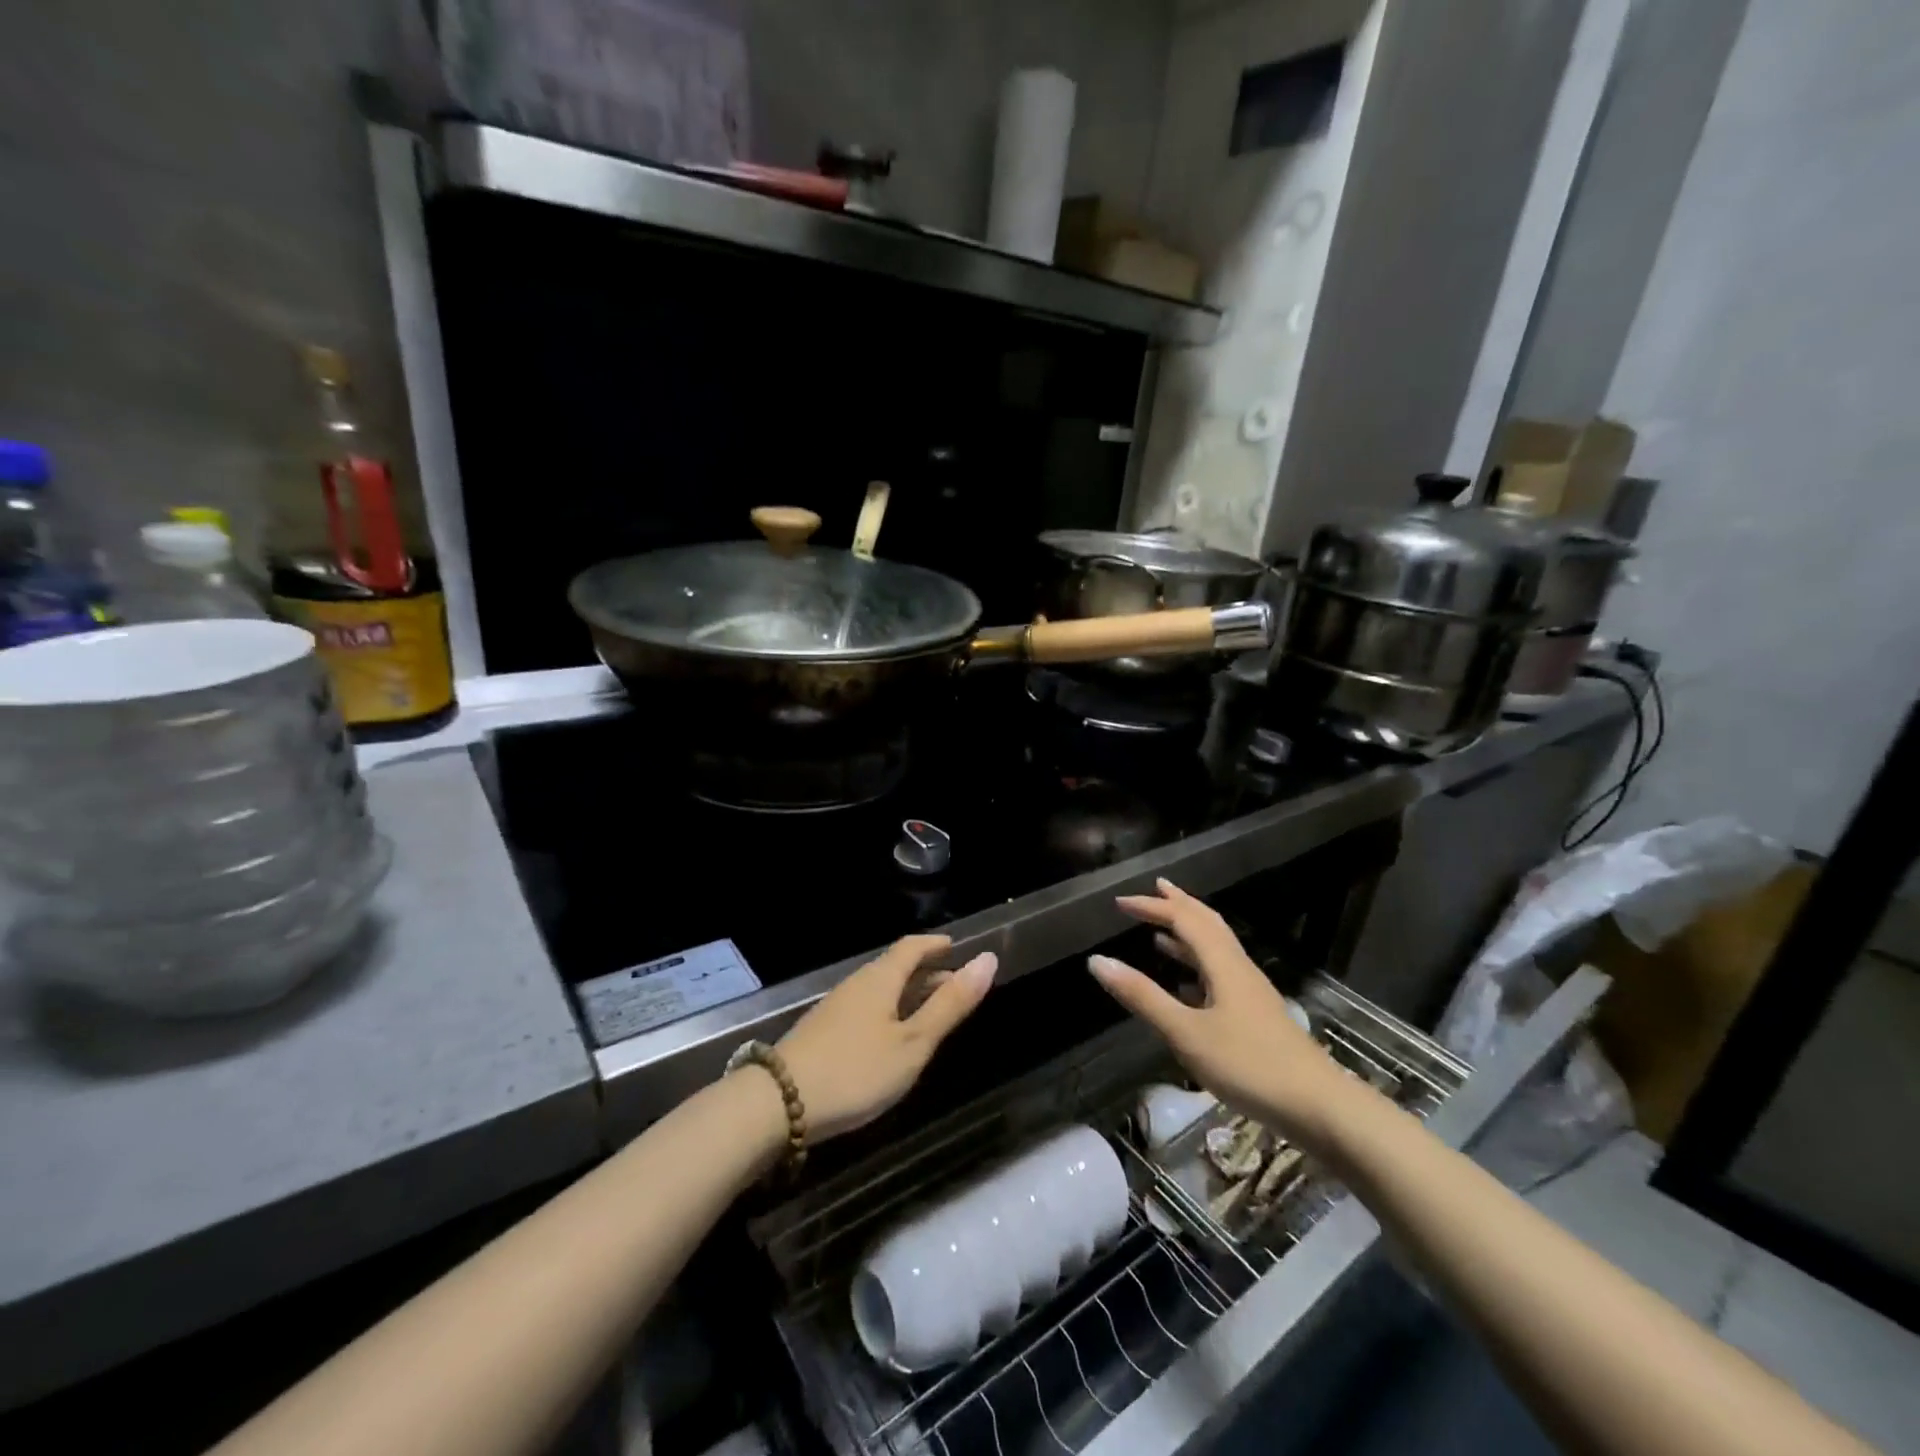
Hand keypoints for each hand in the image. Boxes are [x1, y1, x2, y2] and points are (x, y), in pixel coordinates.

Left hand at [779, 936, 995, 1141]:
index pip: (912, 947)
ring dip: (908, 995)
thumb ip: (950, 1004)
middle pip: (895, 967)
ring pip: (880, 990)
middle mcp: (857, 984)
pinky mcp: (822, 1031)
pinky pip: (866, 1009)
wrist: (778, 1103)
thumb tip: (987, 959)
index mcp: (880, 978)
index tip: (956, 948)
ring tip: (930, 1013)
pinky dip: (889, 1012)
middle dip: (927, 973)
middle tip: (956, 986)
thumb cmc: (856, 1070)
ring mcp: (836, 1007)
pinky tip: (892, 1038)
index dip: (936, 945)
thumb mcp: (913, 1042)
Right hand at [1088, 879, 1349, 1148]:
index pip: (1184, 919)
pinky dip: (1198, 964)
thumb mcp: (1186, 1032)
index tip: (1120, 903)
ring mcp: (1251, 992)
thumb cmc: (1248, 1065)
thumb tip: (1098, 960)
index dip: (1152, 907)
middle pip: (1207, 923)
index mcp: (1222, 963)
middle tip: (1155, 889)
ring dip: (1189, 933)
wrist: (1319, 1107)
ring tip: (1162, 932)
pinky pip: (1221, 972)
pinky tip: (1187, 984)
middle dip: (1179, 905)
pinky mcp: (1256, 1015)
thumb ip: (1142, 996)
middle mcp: (1238, 968)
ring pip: (1217, 948)